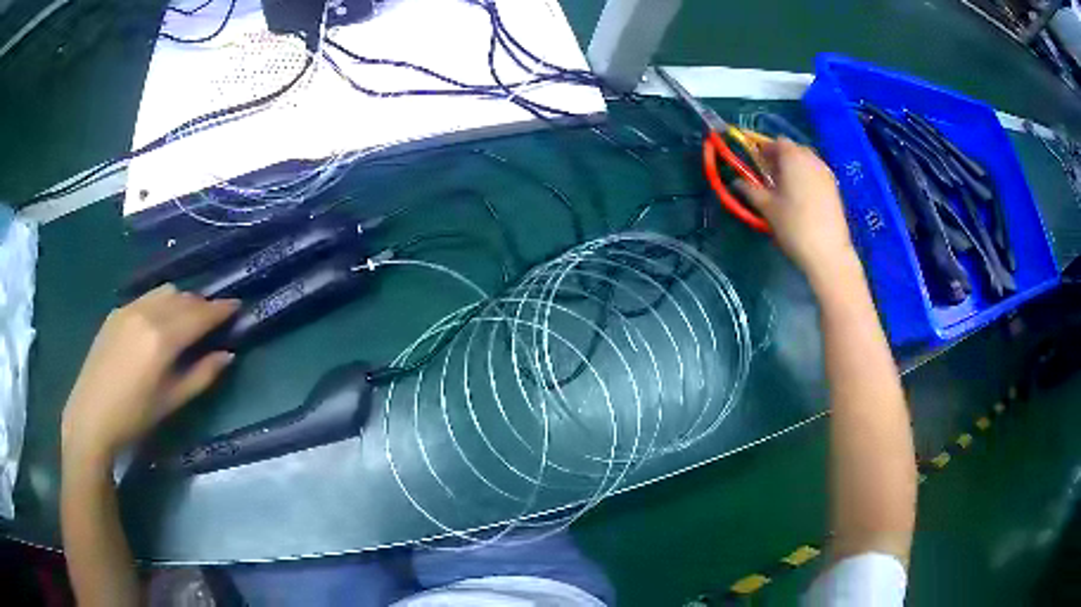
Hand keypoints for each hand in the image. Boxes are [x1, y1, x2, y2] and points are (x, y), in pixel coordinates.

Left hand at [61, 285, 238, 464]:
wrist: (91, 416)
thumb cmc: (134, 417)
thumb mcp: (171, 402)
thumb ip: (201, 375)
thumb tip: (227, 355)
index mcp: (162, 338)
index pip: (199, 314)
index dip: (221, 309)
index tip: (238, 306)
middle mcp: (147, 313)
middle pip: (183, 298)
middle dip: (202, 305)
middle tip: (213, 320)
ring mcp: (129, 308)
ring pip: (165, 291)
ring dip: (182, 300)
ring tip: (186, 319)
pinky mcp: (116, 311)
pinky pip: (147, 297)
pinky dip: (161, 303)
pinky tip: (158, 324)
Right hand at [738, 138, 857, 285]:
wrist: (828, 252)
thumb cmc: (793, 226)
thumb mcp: (767, 208)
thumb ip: (750, 190)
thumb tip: (736, 181)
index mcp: (792, 157)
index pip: (776, 142)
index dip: (764, 149)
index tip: (756, 163)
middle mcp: (811, 159)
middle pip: (793, 149)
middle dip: (780, 158)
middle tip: (769, 177)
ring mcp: (826, 173)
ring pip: (806, 161)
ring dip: (794, 168)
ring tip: (786, 188)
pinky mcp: (835, 188)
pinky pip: (816, 173)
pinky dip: (807, 178)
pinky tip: (802, 198)